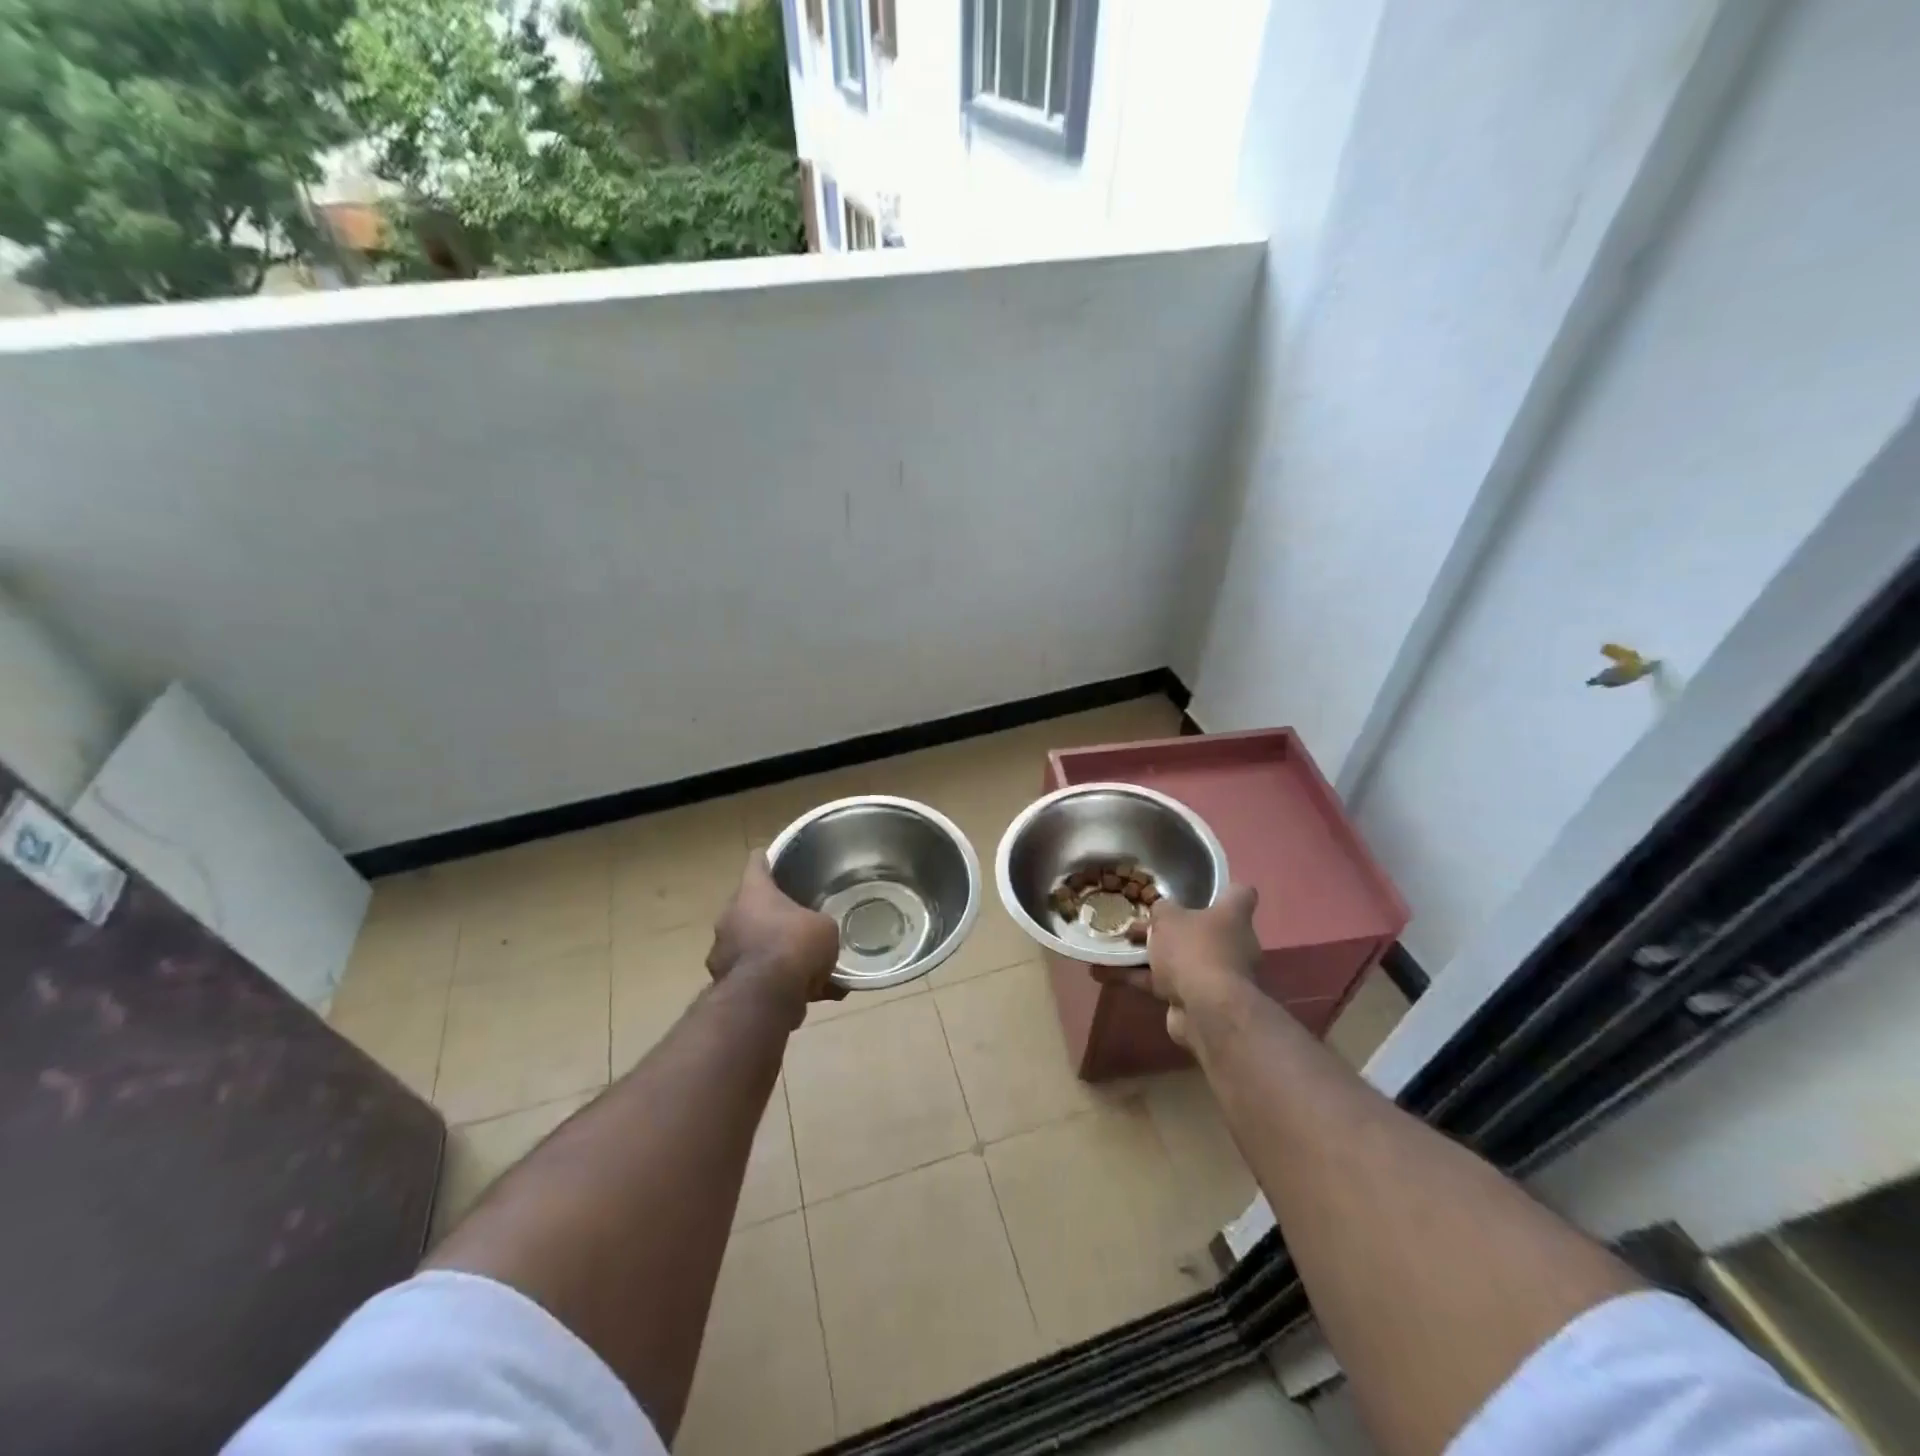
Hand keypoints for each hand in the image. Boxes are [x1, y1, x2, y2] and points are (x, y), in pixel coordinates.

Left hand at [707, 852, 842, 1024]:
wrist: (765, 999)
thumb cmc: (795, 945)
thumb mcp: (824, 927)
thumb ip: (818, 924)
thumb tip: (817, 934)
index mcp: (752, 892)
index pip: (756, 862)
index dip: (769, 860)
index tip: (779, 861)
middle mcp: (730, 917)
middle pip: (750, 906)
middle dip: (772, 914)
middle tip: (798, 922)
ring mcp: (722, 952)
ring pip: (750, 944)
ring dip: (770, 951)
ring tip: (804, 967)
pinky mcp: (724, 985)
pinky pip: (755, 977)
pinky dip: (773, 983)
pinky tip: (805, 995)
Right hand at [1094, 884, 1259, 1048]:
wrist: (1206, 1010)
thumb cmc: (1193, 949)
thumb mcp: (1168, 918)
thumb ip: (1162, 910)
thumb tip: (1161, 911)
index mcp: (1233, 917)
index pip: (1240, 895)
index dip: (1225, 890)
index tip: (1202, 891)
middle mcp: (1231, 945)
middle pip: (1201, 929)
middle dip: (1170, 928)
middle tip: (1138, 924)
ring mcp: (1215, 975)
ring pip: (1178, 958)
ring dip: (1147, 956)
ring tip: (1112, 948)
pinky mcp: (1196, 1000)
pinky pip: (1164, 983)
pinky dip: (1137, 978)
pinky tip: (1104, 974)